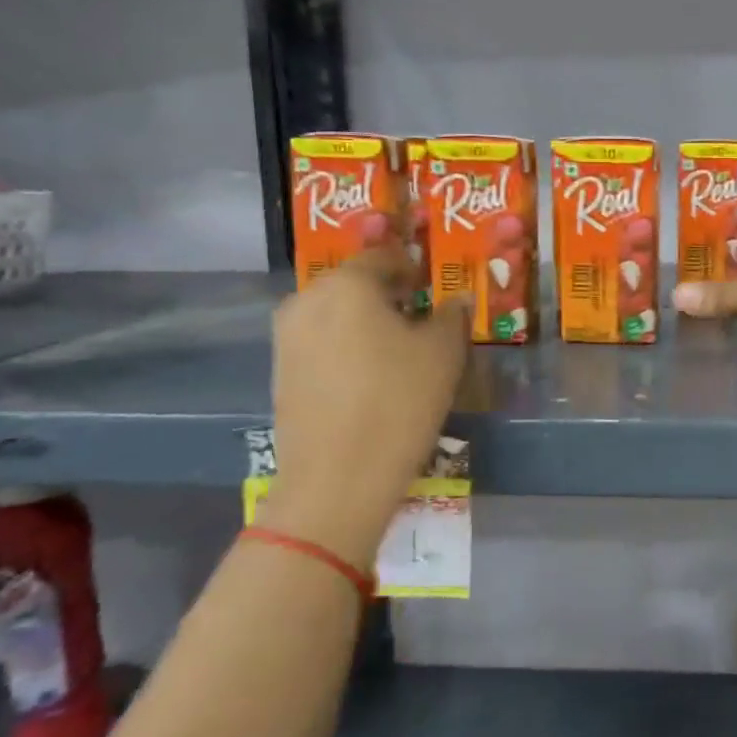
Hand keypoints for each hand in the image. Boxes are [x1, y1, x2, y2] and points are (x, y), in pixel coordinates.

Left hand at [268, 221, 472, 563]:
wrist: (337, 479)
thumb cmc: (399, 402)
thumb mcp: (443, 353)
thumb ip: (452, 315)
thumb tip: (456, 300)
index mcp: (347, 284)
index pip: (385, 257)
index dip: (414, 268)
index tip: (435, 288)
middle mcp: (308, 300)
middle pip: (355, 284)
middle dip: (388, 295)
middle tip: (421, 318)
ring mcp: (287, 338)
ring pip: (336, 314)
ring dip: (366, 322)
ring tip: (399, 350)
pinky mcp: (280, 372)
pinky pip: (321, 342)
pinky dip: (347, 347)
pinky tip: (371, 376)